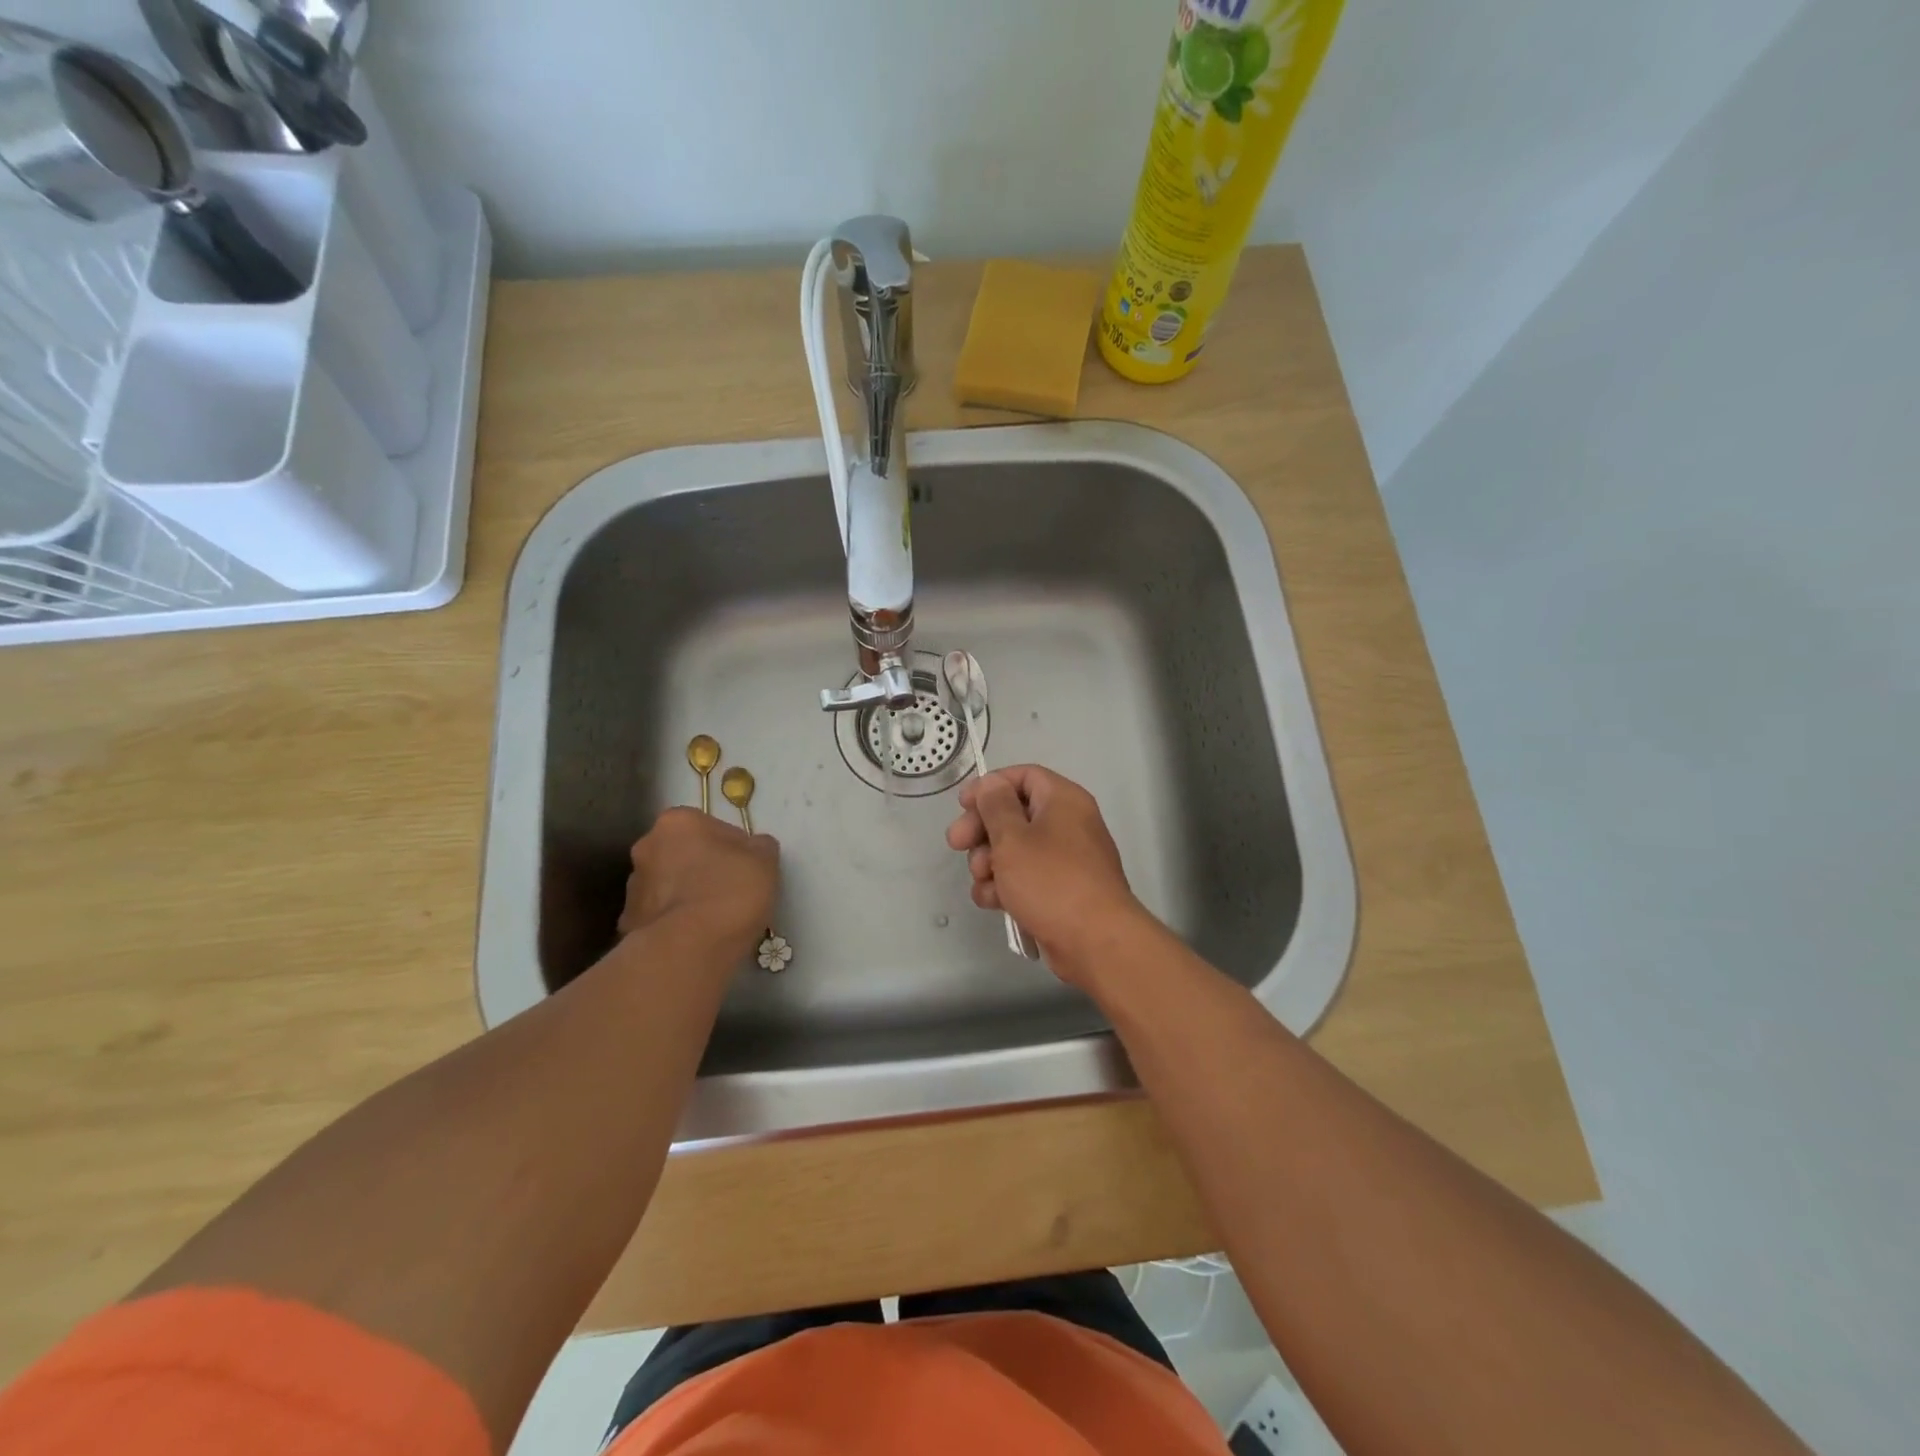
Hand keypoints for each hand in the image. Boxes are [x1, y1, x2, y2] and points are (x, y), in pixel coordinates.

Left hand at [618, 808, 779, 965]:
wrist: (689, 949)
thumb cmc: (730, 892)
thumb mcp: (765, 860)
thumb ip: (758, 846)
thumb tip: (752, 848)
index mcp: (677, 822)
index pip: (708, 825)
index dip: (730, 846)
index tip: (744, 868)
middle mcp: (647, 847)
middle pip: (682, 853)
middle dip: (701, 868)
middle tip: (729, 892)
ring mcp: (633, 886)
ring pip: (668, 885)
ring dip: (685, 895)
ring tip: (712, 920)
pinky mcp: (628, 923)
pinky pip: (659, 915)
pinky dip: (674, 922)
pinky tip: (695, 938)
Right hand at [945, 765, 1146, 981]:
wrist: (1095, 942)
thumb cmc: (1051, 881)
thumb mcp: (1013, 838)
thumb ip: (995, 806)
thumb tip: (991, 783)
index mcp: (1063, 800)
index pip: (1024, 776)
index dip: (991, 786)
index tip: (964, 804)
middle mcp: (1067, 824)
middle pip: (1014, 813)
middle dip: (982, 830)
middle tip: (956, 844)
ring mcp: (1064, 860)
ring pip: (1015, 849)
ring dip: (989, 863)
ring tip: (983, 880)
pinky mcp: (1059, 891)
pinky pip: (1025, 878)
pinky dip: (1006, 887)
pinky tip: (993, 902)